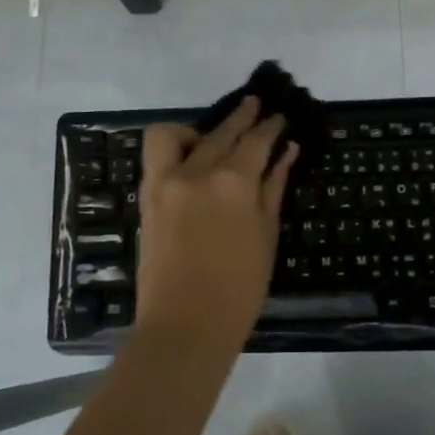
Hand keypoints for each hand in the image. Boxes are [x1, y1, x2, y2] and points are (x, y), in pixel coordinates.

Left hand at [134, 98, 298, 356]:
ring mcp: (166, 181)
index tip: (279, 117)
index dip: (270, 127)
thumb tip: (287, 152)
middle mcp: (198, 171)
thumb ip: (273, 188)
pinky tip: (191, 159)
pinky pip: (157, 154)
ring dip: (199, 127)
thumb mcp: (266, 237)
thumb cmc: (238, 290)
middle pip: (222, 132)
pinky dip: (174, 146)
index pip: (257, 141)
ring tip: (214, 138)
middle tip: (256, 107)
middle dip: (243, 117)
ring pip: (178, 133)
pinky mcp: (148, 195)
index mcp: (234, 183)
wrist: (184, 327)